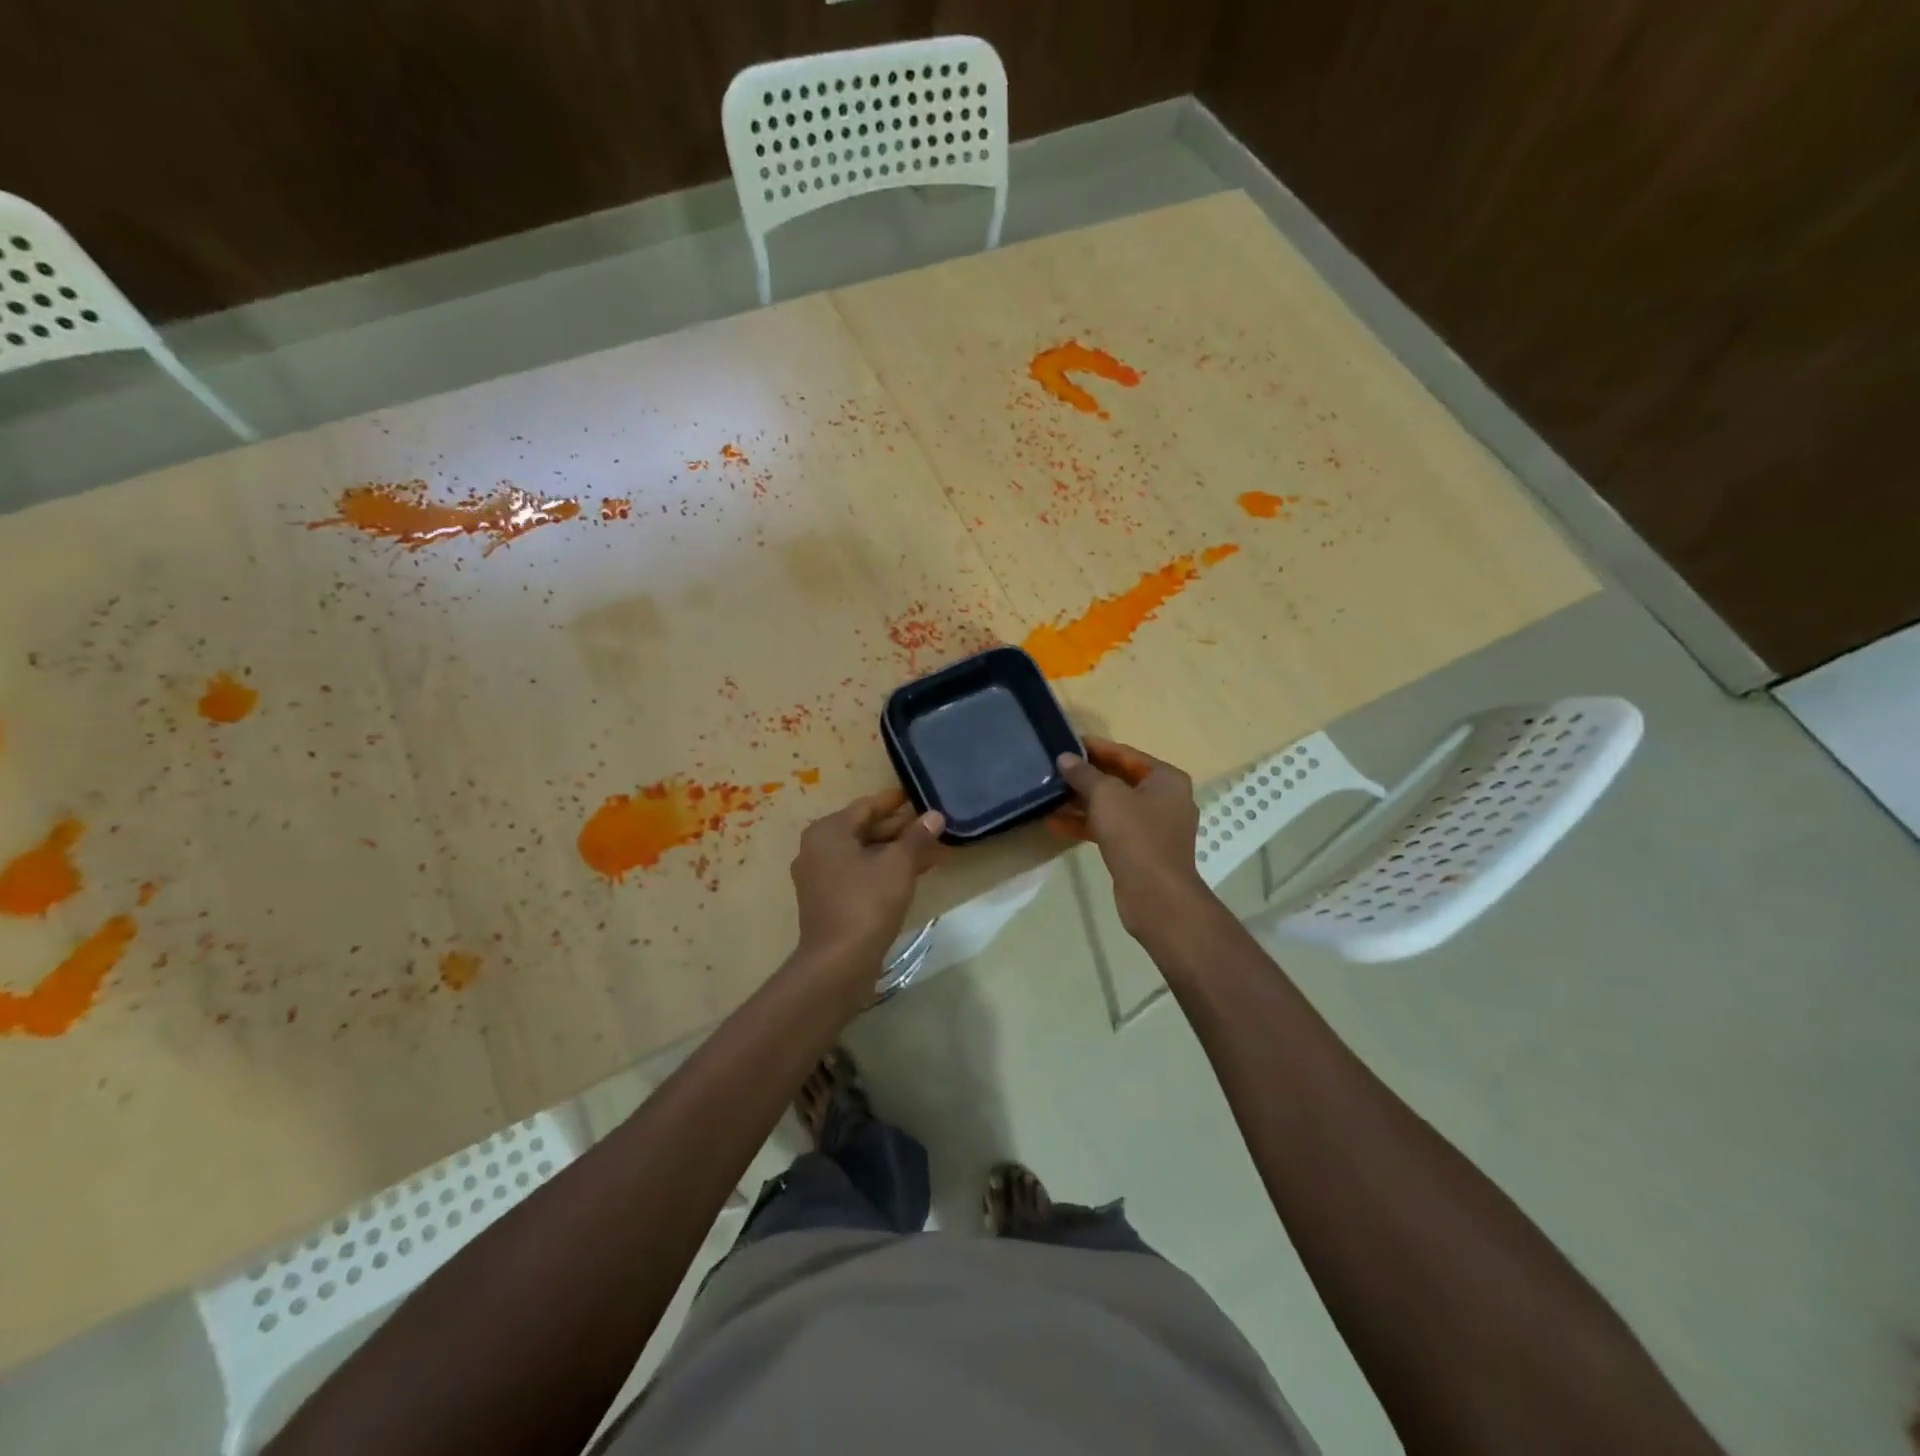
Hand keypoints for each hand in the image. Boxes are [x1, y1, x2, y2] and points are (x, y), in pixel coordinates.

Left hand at [791, 789, 945, 981]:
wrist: (838, 963)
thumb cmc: (867, 902)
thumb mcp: (898, 864)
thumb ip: (917, 837)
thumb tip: (934, 815)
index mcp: (827, 831)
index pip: (867, 806)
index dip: (895, 802)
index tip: (918, 796)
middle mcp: (817, 849)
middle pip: (864, 830)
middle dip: (900, 829)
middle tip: (931, 826)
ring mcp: (819, 877)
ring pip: (863, 854)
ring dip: (895, 852)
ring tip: (930, 850)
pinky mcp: (827, 901)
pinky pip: (859, 874)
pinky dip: (883, 871)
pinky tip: (912, 874)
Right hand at [1052, 736, 1209, 933]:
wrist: (1156, 895)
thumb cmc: (1136, 834)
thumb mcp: (1106, 796)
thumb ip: (1084, 774)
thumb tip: (1065, 758)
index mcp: (1166, 779)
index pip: (1126, 754)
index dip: (1096, 748)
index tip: (1068, 742)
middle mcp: (1165, 799)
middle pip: (1120, 780)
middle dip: (1087, 777)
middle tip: (1056, 770)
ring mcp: (1155, 827)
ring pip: (1113, 807)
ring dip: (1083, 803)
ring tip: (1051, 796)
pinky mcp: (1141, 850)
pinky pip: (1111, 829)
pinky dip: (1088, 825)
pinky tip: (1056, 824)